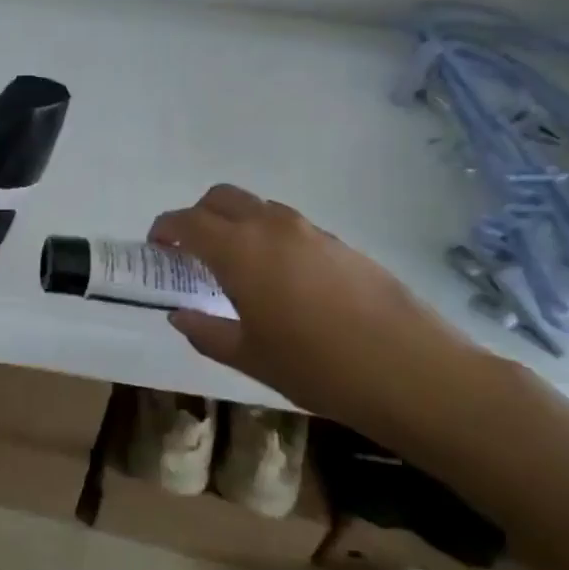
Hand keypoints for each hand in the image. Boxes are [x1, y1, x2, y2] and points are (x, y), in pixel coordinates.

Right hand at [149, 184, 483, 434]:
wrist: (412, 372)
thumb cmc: (316, 367)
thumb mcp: (249, 357)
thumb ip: (206, 331)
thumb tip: (181, 315)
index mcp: (240, 250)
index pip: (188, 221)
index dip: (165, 229)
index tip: (157, 247)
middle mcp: (272, 227)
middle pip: (222, 198)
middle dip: (198, 216)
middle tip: (191, 251)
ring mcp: (311, 231)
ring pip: (259, 208)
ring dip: (236, 224)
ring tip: (236, 267)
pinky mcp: (341, 244)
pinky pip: (290, 226)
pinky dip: (269, 238)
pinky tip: (281, 281)